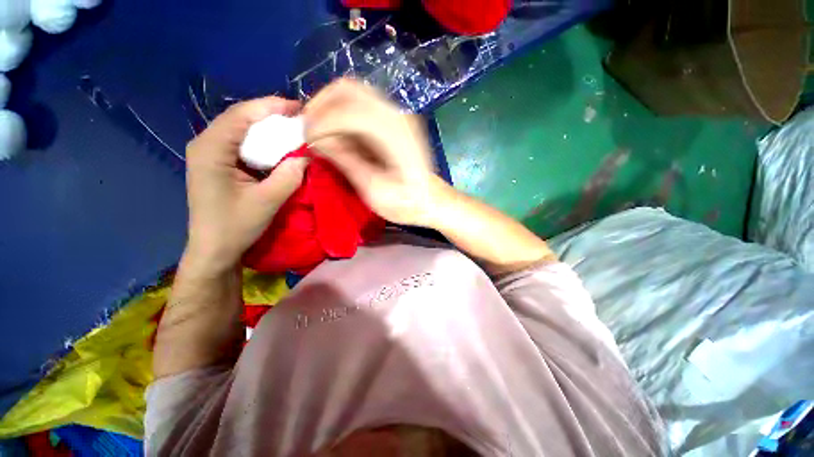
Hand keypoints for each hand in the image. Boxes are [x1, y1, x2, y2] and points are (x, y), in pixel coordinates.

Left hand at [184, 96, 307, 274]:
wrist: (214, 249)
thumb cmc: (236, 226)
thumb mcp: (268, 201)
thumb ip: (290, 175)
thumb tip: (308, 155)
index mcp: (211, 149)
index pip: (242, 115)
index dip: (272, 107)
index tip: (299, 108)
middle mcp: (205, 144)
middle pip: (240, 118)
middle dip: (271, 116)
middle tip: (300, 119)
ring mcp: (209, 153)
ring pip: (241, 130)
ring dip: (267, 129)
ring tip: (292, 130)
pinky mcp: (217, 163)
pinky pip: (241, 144)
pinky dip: (261, 142)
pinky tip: (278, 147)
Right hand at [303, 78, 451, 226]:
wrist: (432, 200)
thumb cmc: (407, 204)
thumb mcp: (375, 192)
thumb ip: (347, 162)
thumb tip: (318, 141)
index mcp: (394, 134)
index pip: (348, 110)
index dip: (321, 121)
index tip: (307, 141)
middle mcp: (396, 115)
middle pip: (347, 89)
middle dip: (320, 106)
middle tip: (308, 131)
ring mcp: (397, 114)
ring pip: (352, 92)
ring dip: (329, 106)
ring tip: (318, 131)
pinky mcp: (394, 120)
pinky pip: (360, 104)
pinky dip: (341, 113)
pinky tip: (336, 132)